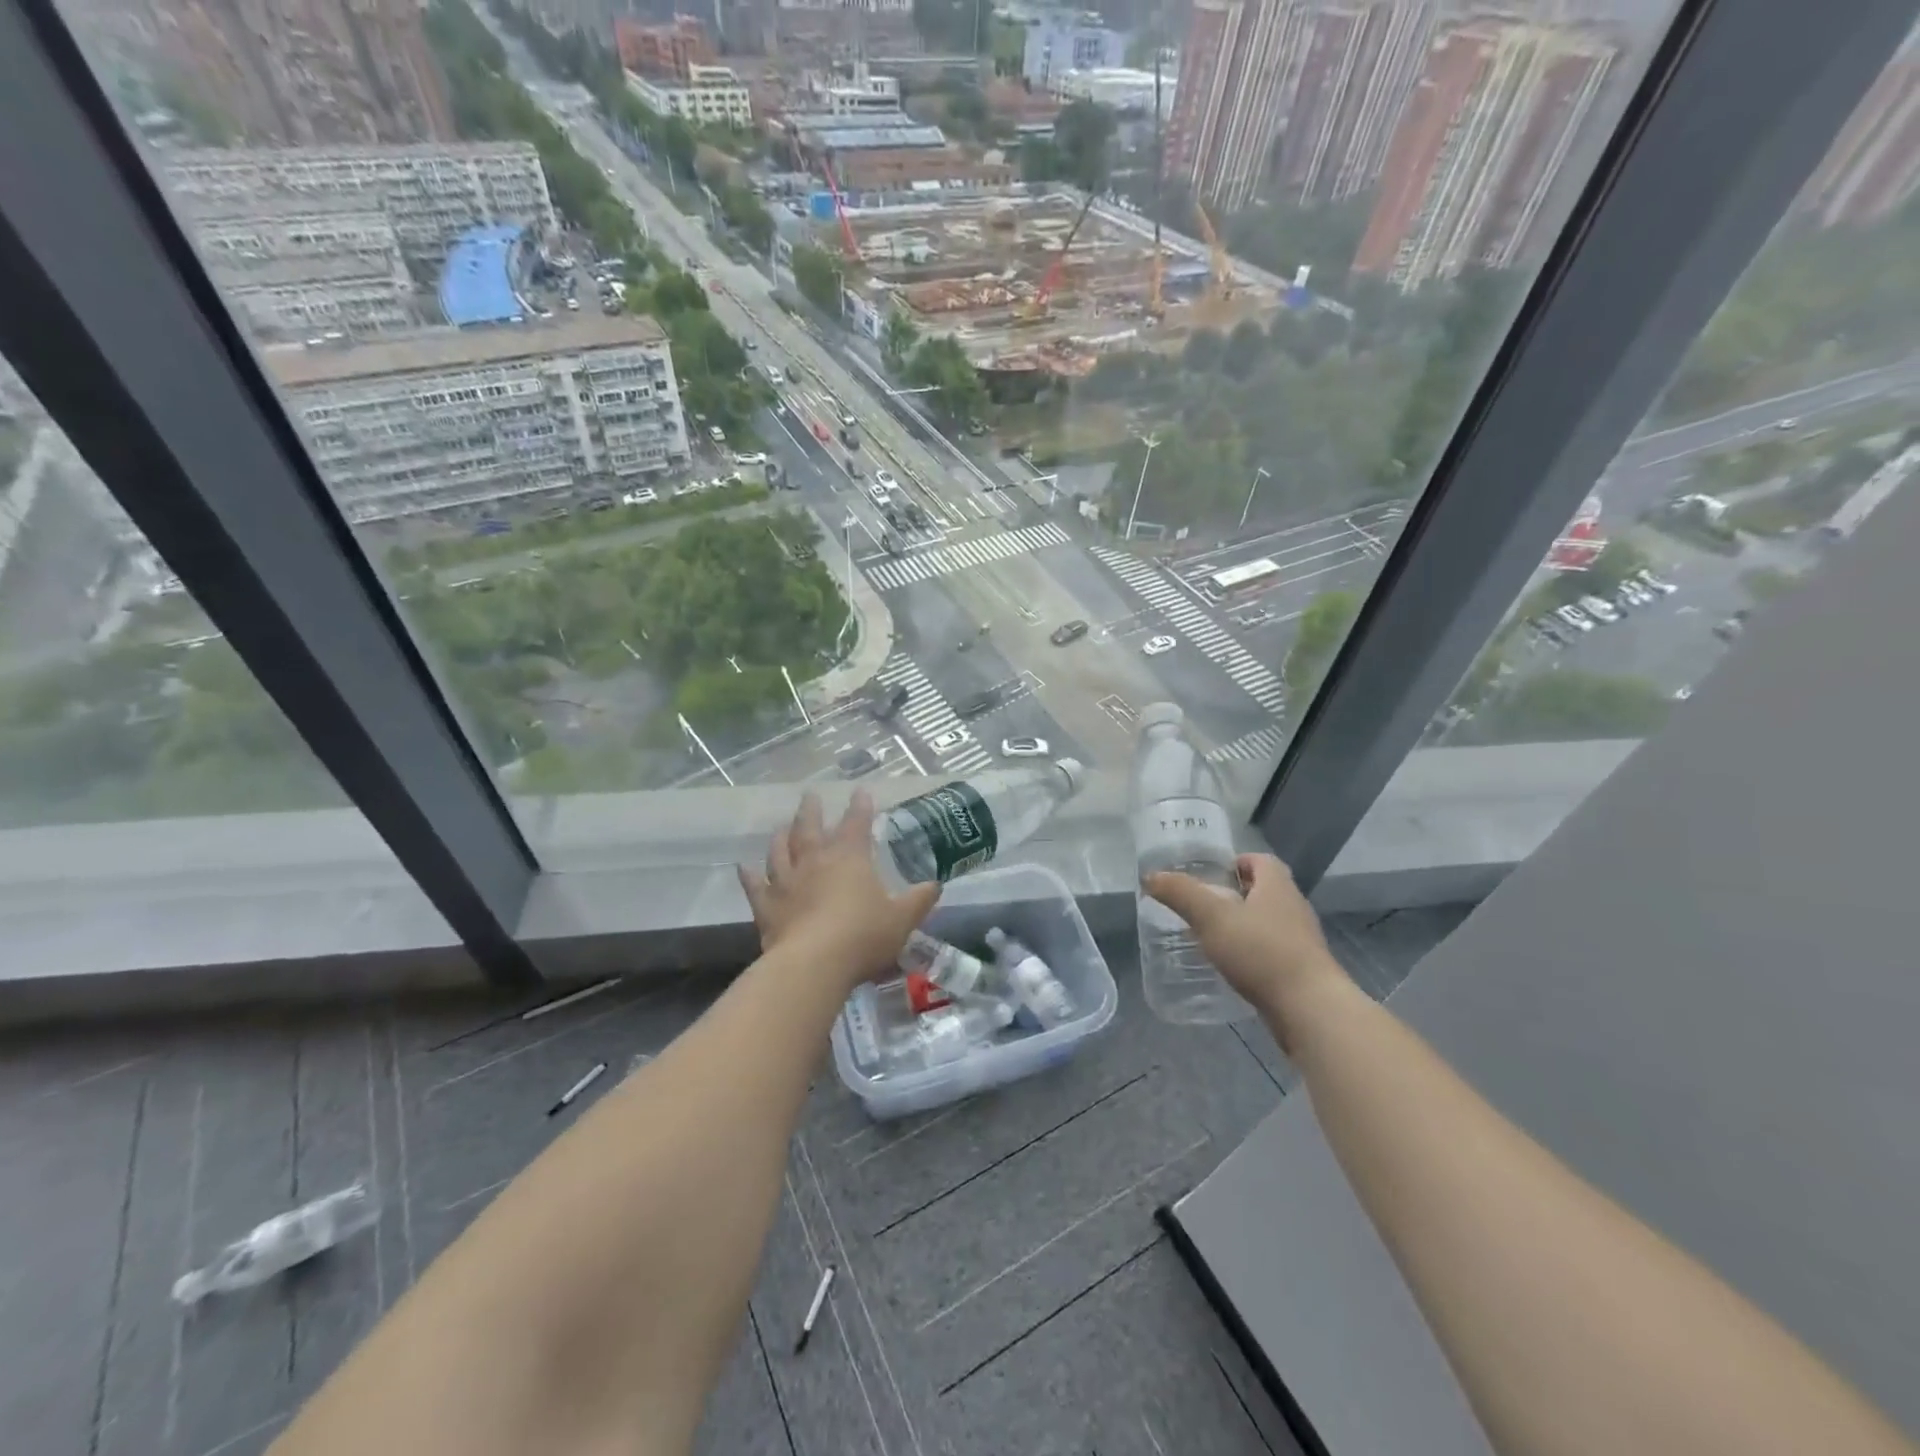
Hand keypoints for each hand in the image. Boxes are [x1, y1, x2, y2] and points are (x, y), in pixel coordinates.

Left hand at [738, 791, 939, 987]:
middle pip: (810, 828)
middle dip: (812, 810)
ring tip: (781, 826)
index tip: (861, 791)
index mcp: (849, 858)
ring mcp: (787, 882)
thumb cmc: (863, 936)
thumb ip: (919, 901)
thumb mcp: (902, 920)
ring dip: (781, 836)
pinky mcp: (767, 906)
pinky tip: (744, 867)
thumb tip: (935, 885)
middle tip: (810, 795)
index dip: (860, 806)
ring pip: (780, 851)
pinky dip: (749, 875)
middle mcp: (815, 861)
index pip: (856, 823)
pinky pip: (755, 886)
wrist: (813, 964)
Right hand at [1144, 854, 1351, 1045]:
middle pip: (1264, 890)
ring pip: (1268, 922)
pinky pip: (1273, 950)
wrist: (1310, 1009)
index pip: (1260, 860)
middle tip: (1203, 905)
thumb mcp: (1212, 917)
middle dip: (1235, 894)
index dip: (1236, 862)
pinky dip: (1252, 952)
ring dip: (1243, 925)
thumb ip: (1181, 894)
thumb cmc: (1261, 952)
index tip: (1211, 875)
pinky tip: (1233, 966)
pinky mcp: (1303, 970)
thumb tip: (1151, 876)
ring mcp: (1302, 941)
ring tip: (1212, 937)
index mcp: (1277, 886)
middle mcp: (1294, 907)